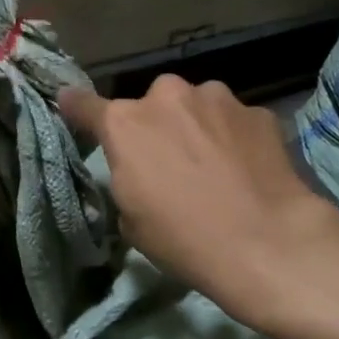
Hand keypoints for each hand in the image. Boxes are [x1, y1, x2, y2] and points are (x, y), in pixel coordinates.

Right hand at [59, 75, 338, 328]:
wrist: (268, 243)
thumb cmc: (184, 239)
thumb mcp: (131, 220)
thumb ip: (124, 177)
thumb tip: (136, 168)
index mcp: (125, 123)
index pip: (84, 104)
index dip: (75, 107)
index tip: (70, 105)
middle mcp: (165, 96)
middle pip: (150, 105)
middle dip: (156, 126)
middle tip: (171, 162)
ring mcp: (215, 97)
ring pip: (195, 106)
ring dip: (197, 126)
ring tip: (216, 166)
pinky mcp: (255, 110)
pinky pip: (233, 120)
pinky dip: (234, 137)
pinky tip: (248, 169)